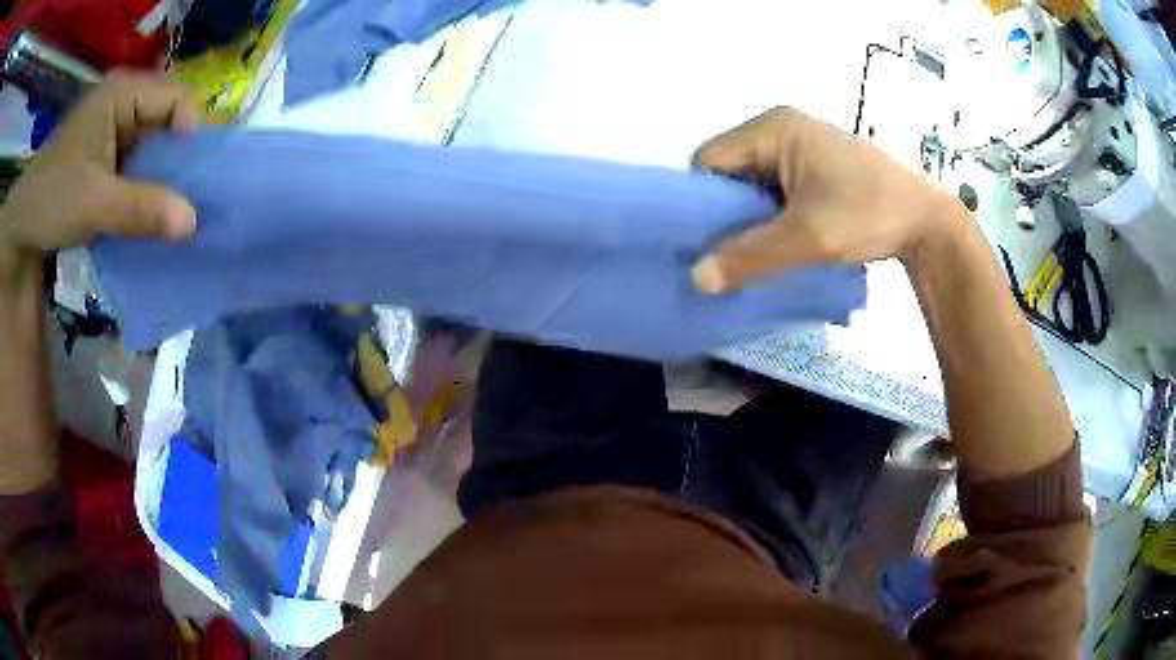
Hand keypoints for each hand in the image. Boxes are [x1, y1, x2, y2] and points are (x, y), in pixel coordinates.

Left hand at [0, 72, 199, 262]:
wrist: (20, 227)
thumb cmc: (50, 201)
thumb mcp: (93, 204)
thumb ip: (141, 209)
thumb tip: (193, 221)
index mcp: (123, 93)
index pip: (177, 100)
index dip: (190, 138)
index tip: (191, 185)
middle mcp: (124, 102)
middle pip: (168, 123)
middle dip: (176, 164)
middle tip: (183, 205)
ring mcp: (115, 128)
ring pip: (154, 148)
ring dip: (160, 182)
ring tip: (166, 215)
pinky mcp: (107, 155)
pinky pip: (138, 166)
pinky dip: (144, 191)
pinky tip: (144, 214)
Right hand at [690, 107, 967, 292]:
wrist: (928, 220)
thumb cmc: (869, 215)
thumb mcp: (807, 238)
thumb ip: (750, 256)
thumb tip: (696, 278)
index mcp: (772, 128)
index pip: (708, 159)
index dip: (698, 200)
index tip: (703, 242)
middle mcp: (780, 126)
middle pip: (729, 169)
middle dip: (725, 211)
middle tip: (729, 252)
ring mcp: (801, 143)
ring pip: (752, 180)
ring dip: (750, 215)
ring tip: (757, 249)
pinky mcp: (816, 162)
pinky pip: (775, 185)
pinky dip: (771, 212)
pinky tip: (781, 237)